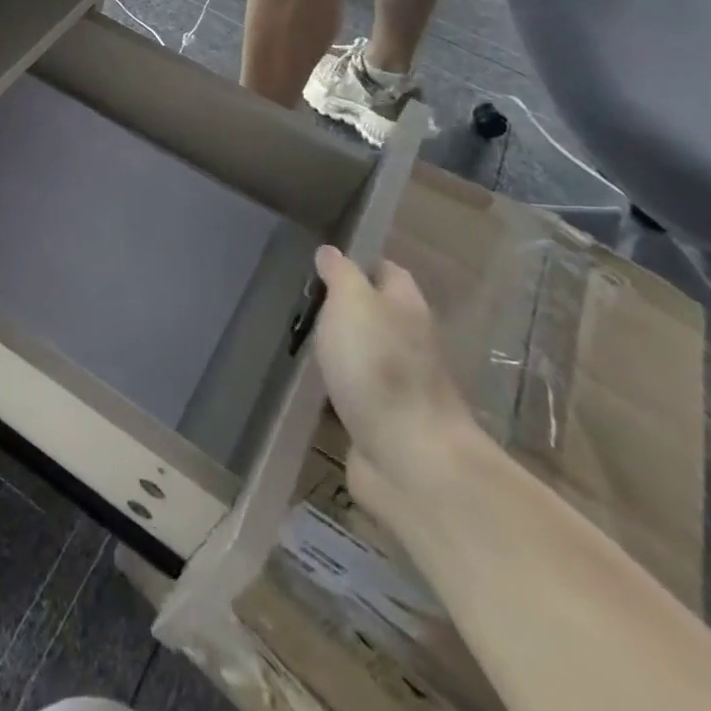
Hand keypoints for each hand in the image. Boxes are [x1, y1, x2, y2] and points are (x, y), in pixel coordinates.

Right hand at [311, 248, 483, 513]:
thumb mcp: (352, 303)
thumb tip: (331, 252)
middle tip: (303, 300)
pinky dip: (338, 385)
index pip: (387, 271)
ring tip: (300, 337)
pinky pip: (356, 391)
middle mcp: (409, 341)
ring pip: (365, 353)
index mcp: (406, 307)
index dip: (359, 263)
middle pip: (378, 313)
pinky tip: (312, 382)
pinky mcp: (383, 421)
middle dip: (345, 306)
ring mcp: (398, 385)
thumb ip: (341, 275)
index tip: (323, 263)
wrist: (410, 458)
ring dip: (341, 348)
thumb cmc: (379, 367)